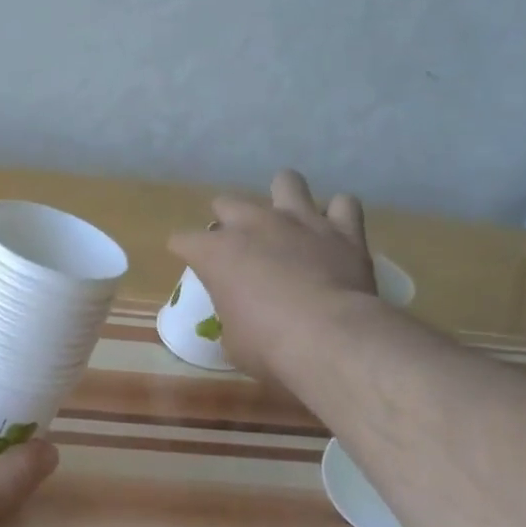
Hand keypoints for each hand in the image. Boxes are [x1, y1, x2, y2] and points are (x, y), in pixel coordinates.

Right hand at [169, 170, 378, 387]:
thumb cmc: (268, 345)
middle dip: (227, 220)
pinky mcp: (342, 229)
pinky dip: (338, 216)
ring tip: (288, 220)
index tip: (193, 265)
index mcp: (216, 253)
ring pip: (286, 181)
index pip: (183, 240)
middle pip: (226, 203)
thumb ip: (232, 317)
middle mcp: (253, 224)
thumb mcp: (233, 341)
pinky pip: (343, 204)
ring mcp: (300, 220)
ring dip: (283, 198)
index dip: (185, 251)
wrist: (330, 337)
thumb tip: (240, 319)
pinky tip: (335, 231)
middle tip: (240, 246)